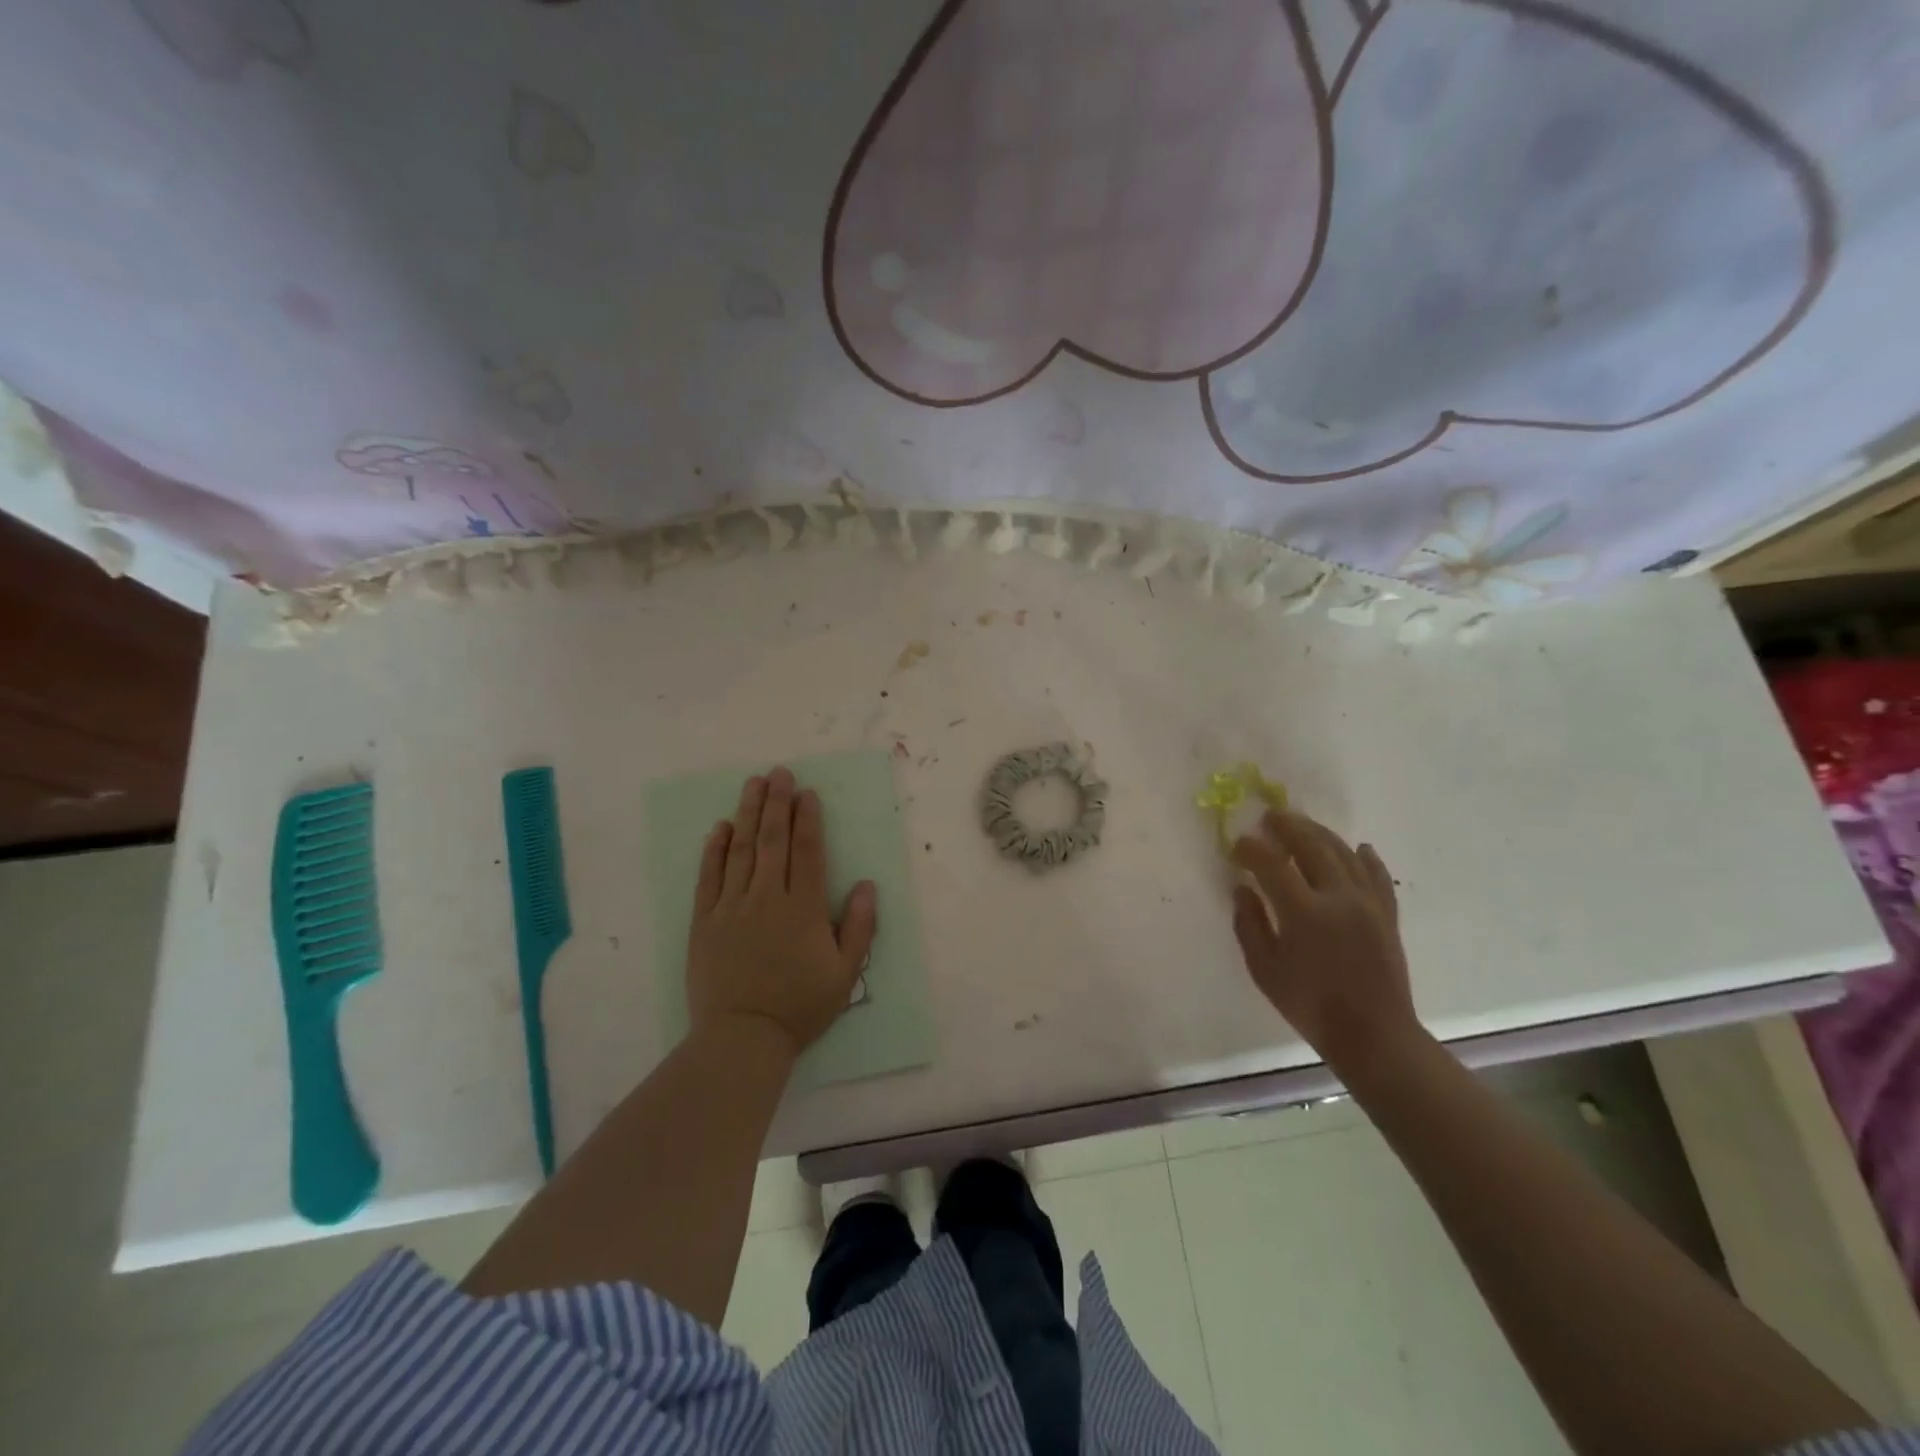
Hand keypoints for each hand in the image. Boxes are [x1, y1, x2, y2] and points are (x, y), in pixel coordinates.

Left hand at [687, 767, 877, 1058]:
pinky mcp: (704, 922)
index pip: (806, 851)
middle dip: (777, 803)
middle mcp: (766, 898)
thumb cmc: (800, 1007)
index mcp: (803, 908)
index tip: (807, 793)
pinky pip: (708, 877)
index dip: (808, 818)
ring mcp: (731, 907)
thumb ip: (859, 927)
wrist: (742, 1039)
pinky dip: (714, 850)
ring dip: (748, 814)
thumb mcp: (844, 973)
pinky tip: (720, 827)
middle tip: (779, 772)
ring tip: (753, 784)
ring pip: (740, 850)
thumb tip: (866, 885)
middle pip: (772, 840)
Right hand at [1230, 808, 1417, 1067]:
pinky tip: (1358, 847)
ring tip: (1302, 825)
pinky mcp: (1387, 914)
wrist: (1374, 1035)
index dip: (1251, 849)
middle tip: (1269, 817)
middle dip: (1288, 826)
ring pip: (1344, 853)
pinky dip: (1365, 857)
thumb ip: (1249, 924)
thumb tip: (1242, 889)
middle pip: (1312, 846)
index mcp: (1304, 913)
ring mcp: (1368, 903)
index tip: (1237, 845)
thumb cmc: (1310, 1006)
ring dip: (1320, 833)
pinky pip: (1377, 875)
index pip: (1272, 865)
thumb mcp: (1265, 970)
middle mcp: (1339, 898)